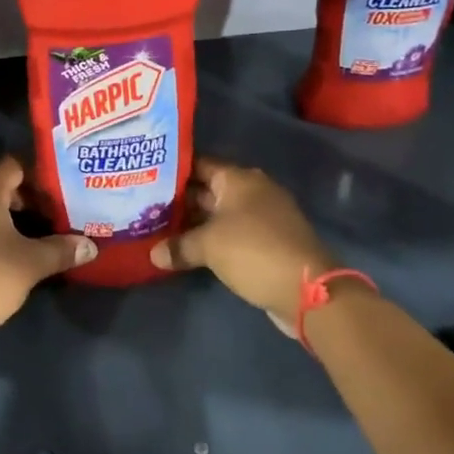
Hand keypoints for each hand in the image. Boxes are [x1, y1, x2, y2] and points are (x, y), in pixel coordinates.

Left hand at [0, 156, 96, 339]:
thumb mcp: (31, 264)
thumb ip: (61, 251)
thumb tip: (90, 245)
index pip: (11, 166)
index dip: (35, 170)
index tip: (59, 184)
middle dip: (28, 199)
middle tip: (56, 212)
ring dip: (11, 222)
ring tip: (39, 236)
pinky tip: (12, 258)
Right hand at [150, 158, 335, 334]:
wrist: (306, 290)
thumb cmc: (253, 251)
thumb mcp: (208, 246)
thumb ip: (178, 246)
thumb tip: (154, 254)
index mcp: (239, 179)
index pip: (199, 164)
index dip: (174, 170)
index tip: (147, 178)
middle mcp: (253, 190)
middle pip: (208, 189)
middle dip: (180, 200)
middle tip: (146, 206)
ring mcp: (264, 216)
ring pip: (220, 213)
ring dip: (195, 222)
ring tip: (160, 229)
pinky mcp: (269, 240)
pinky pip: (233, 232)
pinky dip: (212, 238)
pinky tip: (189, 249)